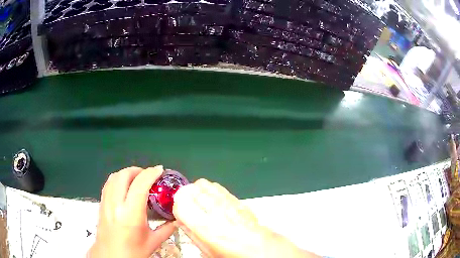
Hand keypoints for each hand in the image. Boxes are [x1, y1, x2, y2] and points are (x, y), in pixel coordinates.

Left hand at [88, 166, 175, 257]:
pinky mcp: (101, 205)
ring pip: (113, 177)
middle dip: (137, 170)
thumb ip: (166, 229)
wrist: (111, 257)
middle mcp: (116, 205)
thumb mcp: (153, 242)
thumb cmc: (133, 252)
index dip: (151, 173)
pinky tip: (124, 187)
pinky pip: (108, 185)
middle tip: (148, 175)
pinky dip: (117, 180)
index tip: (160, 170)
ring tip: (136, 179)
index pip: (140, 185)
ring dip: (126, 174)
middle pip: (123, 175)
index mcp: (131, 215)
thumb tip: (177, 219)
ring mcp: (106, 203)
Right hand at [173, 179, 317, 257]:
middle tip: (186, 203)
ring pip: (205, 185)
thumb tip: (182, 219)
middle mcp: (216, 213)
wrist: (262, 249)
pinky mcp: (237, 200)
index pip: (181, 204)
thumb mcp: (207, 252)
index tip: (178, 209)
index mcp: (207, 229)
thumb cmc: (233, 255)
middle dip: (185, 194)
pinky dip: (210, 190)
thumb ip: (192, 234)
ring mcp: (229, 204)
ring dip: (197, 190)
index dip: (176, 205)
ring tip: (198, 201)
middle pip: (192, 190)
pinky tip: (212, 199)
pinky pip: (219, 188)